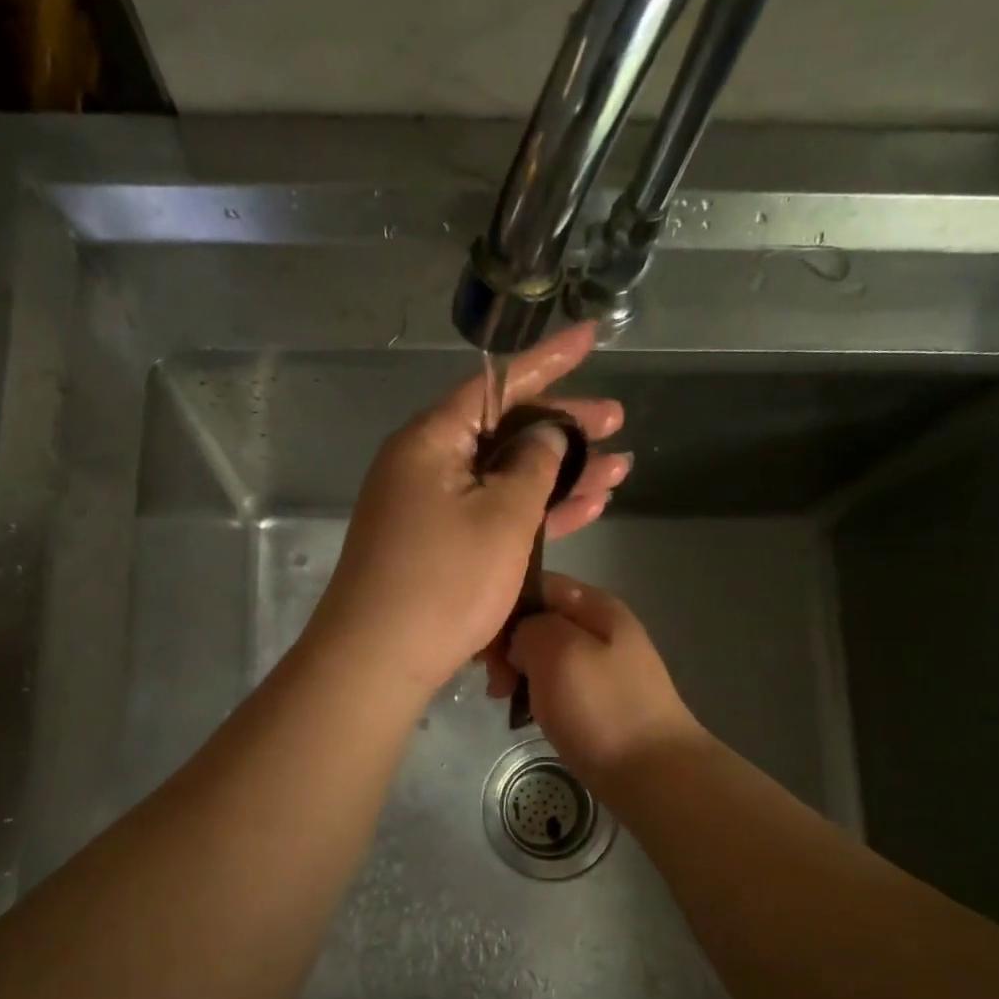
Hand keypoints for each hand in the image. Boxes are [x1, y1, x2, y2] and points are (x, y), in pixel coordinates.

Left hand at [305, 324, 630, 695]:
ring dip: (560, 476)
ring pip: (506, 478)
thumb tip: (546, 435)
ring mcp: (431, 509)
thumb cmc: (443, 581)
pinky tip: (586, 508)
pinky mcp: (440, 547)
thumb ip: (533, 464)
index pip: (496, 384)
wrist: (378, 661)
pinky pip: (494, 516)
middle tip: (619, 423)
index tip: (591, 337)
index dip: (549, 361)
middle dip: (565, 429)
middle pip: (504, 431)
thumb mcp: (502, 516)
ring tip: (620, 468)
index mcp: (431, 441)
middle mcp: (426, 466)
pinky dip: (536, 512)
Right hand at [494, 573, 705, 784]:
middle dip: (507, 644)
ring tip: (503, 700)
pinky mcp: (597, 697)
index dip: (502, 607)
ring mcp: (601, 664)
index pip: (534, 584)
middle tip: (493, 681)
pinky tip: (524, 713)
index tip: (482, 643)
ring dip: (517, 672)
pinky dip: (535, 693)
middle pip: (537, 619)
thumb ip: (529, 627)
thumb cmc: (602, 708)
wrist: (653, 775)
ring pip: (542, 653)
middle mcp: (600, 626)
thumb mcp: (557, 651)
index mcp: (595, 605)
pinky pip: (555, 682)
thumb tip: (520, 640)